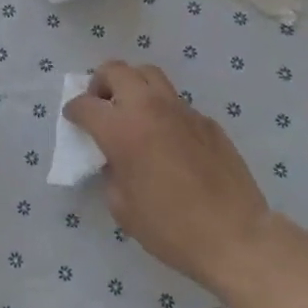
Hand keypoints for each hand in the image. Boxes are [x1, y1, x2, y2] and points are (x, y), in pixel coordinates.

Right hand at [64, 61, 272, 293]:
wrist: (234, 237)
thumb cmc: (170, 228)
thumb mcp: (122, 206)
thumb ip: (111, 172)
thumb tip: (115, 158)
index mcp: (122, 129)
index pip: (85, 104)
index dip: (73, 110)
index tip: (73, 119)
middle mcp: (149, 108)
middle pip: (117, 70)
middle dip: (101, 83)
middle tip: (101, 104)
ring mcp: (182, 110)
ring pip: (149, 75)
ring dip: (133, 85)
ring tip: (132, 111)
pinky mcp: (207, 122)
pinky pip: (176, 103)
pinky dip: (162, 111)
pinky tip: (168, 140)